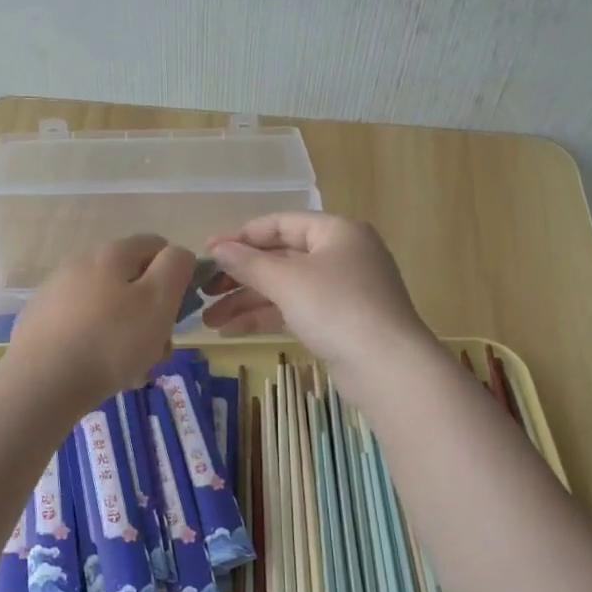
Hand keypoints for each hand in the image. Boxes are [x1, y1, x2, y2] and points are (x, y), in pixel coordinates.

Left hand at [5, 234, 194, 412]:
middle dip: (151, 313)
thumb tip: (178, 254)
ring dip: (127, 334)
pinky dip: (98, 344)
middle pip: (131, 281)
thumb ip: (175, 267)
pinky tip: (100, 373)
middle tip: (159, 349)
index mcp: (111, 252)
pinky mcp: (40, 321)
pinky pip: (83, 327)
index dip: (175, 274)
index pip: (157, 245)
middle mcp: (80, 263)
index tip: (178, 310)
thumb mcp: (159, 300)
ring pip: (108, 308)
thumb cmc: (111, 341)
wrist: (41, 383)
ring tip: (133, 369)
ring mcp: (56, 292)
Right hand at [201, 213, 432, 374]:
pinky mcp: (340, 322)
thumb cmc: (336, 308)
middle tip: (203, 292)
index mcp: (335, 232)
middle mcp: (341, 255)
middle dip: (240, 277)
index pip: (280, 224)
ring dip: (247, 302)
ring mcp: (343, 290)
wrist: (388, 367)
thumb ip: (248, 263)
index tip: (207, 253)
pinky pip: (295, 310)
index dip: (241, 237)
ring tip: (209, 321)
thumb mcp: (286, 281)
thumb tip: (218, 248)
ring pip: (285, 288)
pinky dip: (266, 318)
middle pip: (280, 258)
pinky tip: (232, 331)